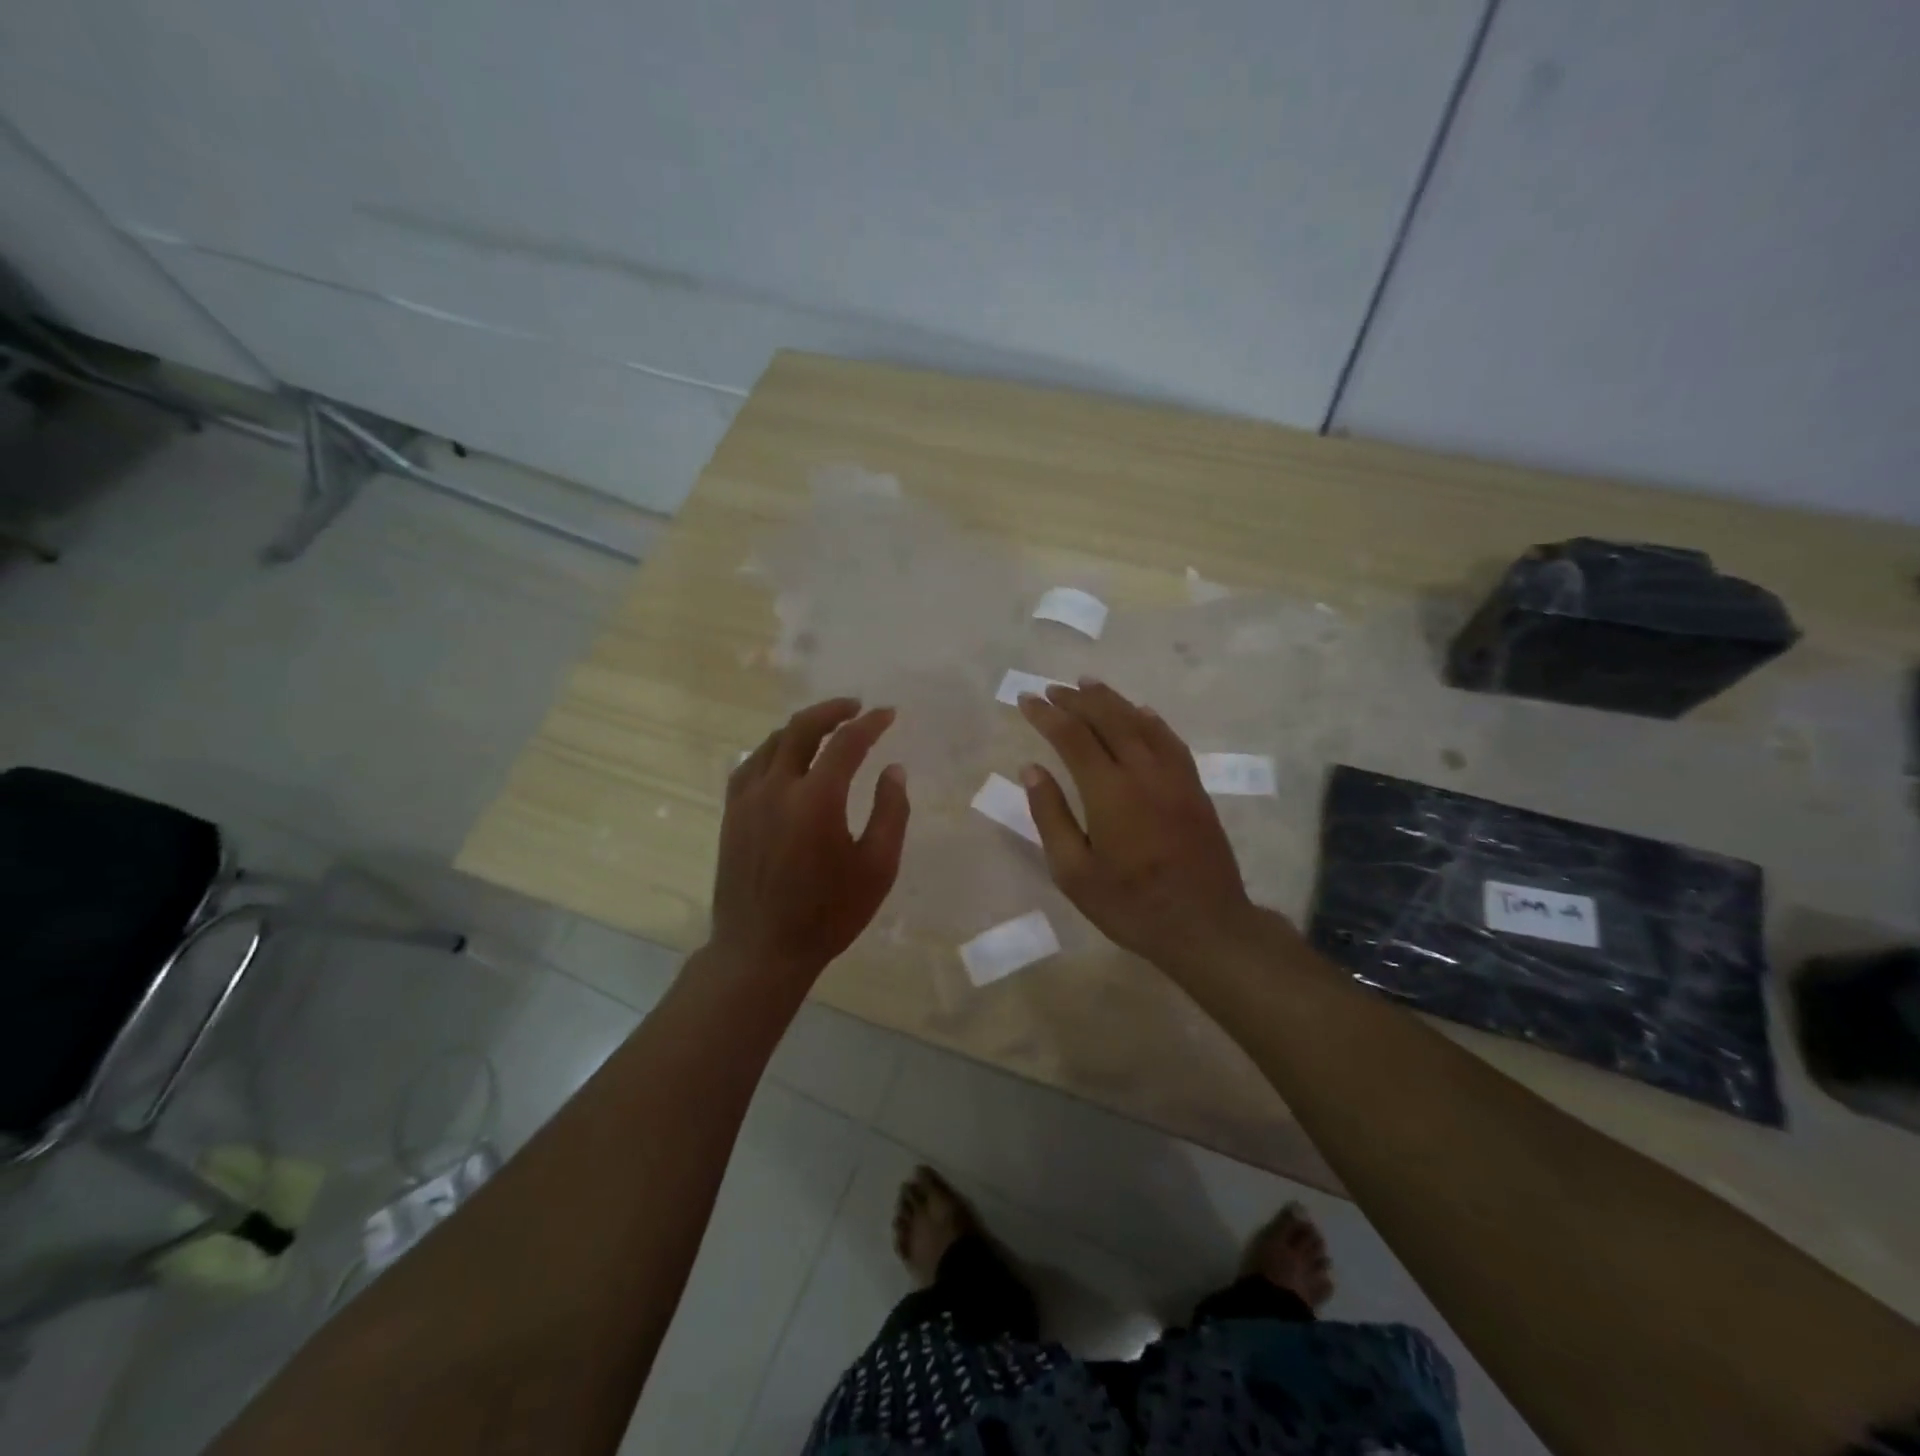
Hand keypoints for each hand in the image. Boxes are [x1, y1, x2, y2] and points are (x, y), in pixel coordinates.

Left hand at [709, 698, 909, 981]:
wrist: (762, 949)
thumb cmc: (828, 913)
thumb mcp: (877, 868)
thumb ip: (890, 812)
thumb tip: (894, 770)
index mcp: (817, 799)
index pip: (846, 743)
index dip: (870, 723)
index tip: (888, 714)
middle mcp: (778, 788)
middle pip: (802, 728)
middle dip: (832, 710)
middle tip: (856, 707)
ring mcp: (748, 800)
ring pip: (772, 742)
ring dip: (801, 727)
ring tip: (824, 727)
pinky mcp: (731, 814)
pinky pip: (749, 765)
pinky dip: (771, 750)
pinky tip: (781, 757)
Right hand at [1017, 680, 1271, 972]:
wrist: (1206, 925)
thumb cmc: (1131, 905)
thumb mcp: (1074, 873)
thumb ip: (1051, 816)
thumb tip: (1031, 769)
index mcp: (1109, 792)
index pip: (1072, 737)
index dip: (1047, 715)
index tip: (1027, 700)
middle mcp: (1143, 772)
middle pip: (1108, 719)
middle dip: (1077, 699)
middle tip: (1053, 689)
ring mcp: (1174, 777)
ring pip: (1140, 722)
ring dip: (1111, 700)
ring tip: (1087, 684)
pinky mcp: (1194, 787)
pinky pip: (1170, 740)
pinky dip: (1150, 720)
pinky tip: (1140, 712)